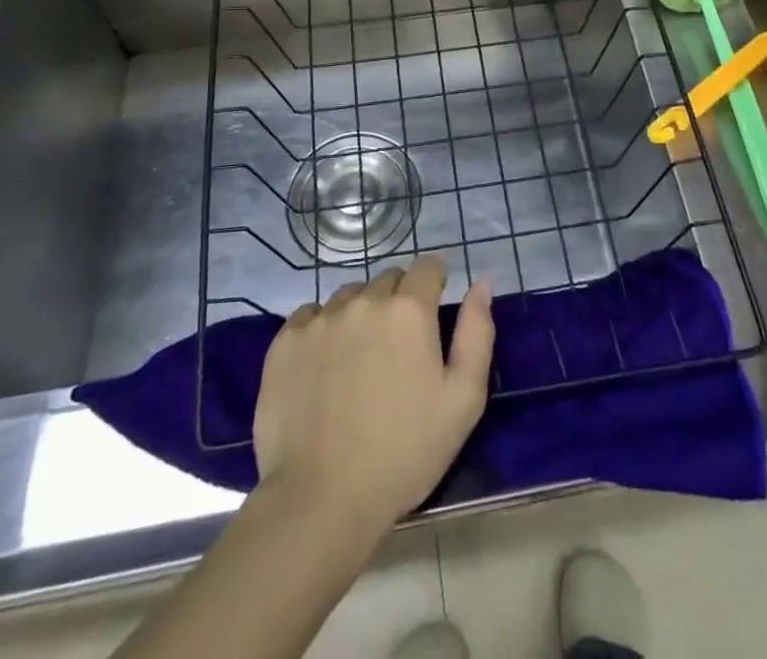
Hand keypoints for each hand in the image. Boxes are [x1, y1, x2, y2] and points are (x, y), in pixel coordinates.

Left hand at [252, 256, 493, 534]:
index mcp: (409, 310)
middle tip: (398, 349)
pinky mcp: (285, 341)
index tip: (434, 308)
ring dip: (361, 314)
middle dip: (399, 302)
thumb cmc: (405, 453)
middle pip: (388, 280)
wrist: (321, 500)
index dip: (435, 282)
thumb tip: (481, 282)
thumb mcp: (463, 400)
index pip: (427, 266)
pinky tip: (325, 369)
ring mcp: (320, 318)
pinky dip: (323, 330)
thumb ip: (477, 332)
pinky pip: (311, 316)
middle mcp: (364, 300)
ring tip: (359, 362)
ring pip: (350, 297)